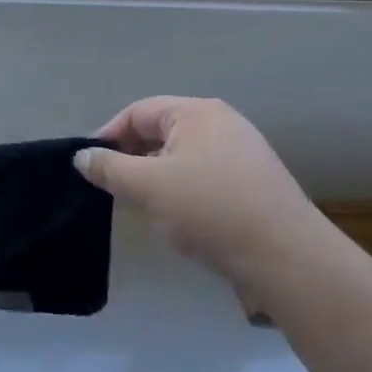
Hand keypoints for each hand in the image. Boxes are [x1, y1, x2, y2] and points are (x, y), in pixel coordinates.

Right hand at [74, 97, 330, 284]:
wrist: (289, 259)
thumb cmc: (210, 211)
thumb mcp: (147, 187)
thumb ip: (109, 168)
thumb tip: (82, 156)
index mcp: (196, 112)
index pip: (137, 112)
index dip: (107, 136)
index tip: (89, 167)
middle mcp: (222, 123)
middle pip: (160, 132)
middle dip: (132, 159)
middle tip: (113, 189)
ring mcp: (243, 153)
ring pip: (182, 157)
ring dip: (156, 178)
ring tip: (143, 207)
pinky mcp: (255, 183)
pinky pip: (205, 177)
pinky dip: (183, 192)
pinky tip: (180, 221)